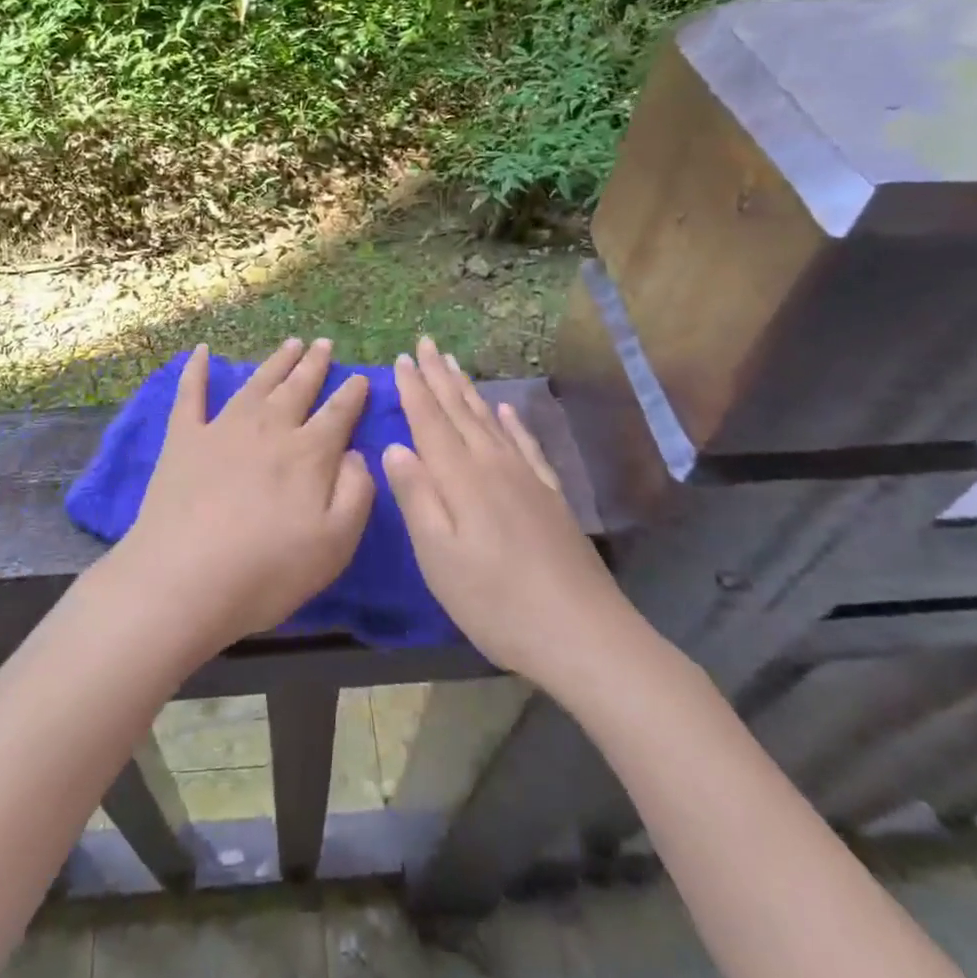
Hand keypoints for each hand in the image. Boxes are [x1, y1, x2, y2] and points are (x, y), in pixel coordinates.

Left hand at [115, 338, 373, 653]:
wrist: (183, 581)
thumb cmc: (267, 571)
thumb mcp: (335, 544)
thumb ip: (356, 492)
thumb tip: (356, 453)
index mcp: (308, 453)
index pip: (338, 413)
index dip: (352, 393)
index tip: (360, 377)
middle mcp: (269, 428)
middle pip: (298, 388)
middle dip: (314, 365)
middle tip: (323, 344)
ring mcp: (222, 428)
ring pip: (256, 384)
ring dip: (276, 362)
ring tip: (291, 343)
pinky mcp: (183, 439)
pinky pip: (191, 394)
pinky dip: (196, 370)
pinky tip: (200, 351)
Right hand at [383, 336, 624, 688]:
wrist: (581, 633)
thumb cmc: (495, 601)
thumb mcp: (438, 556)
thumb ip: (416, 497)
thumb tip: (395, 447)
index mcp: (461, 478)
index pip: (431, 421)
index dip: (414, 389)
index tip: (401, 358)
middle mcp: (493, 465)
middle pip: (460, 411)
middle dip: (439, 377)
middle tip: (425, 344)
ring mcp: (526, 478)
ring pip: (490, 422)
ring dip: (469, 391)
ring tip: (454, 365)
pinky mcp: (549, 496)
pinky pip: (526, 445)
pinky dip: (512, 423)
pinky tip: (506, 411)